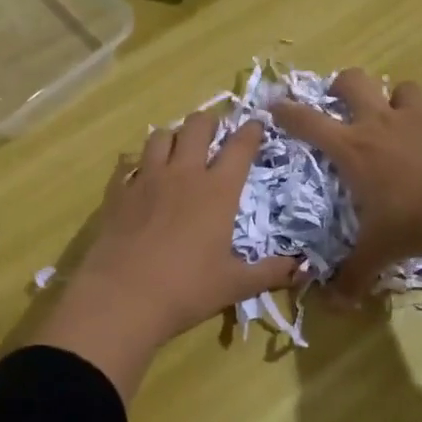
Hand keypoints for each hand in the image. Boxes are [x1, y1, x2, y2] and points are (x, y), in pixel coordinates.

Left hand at [35, 114, 297, 399]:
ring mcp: (146, 179)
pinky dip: (137, 162)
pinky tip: (140, 175)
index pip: (240, 147)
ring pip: (160, 136)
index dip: (251, 131)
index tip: (257, 125)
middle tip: (215, 133)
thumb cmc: (186, 289)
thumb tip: (303, 269)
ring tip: (178, 149)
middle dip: (209, 123)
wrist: (122, 298)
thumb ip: (270, 273)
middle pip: (197, 126)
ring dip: (173, 136)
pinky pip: (127, 162)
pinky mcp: (118, 192)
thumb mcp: (235, 285)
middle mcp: (184, 174)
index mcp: (218, 191)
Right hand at [272, 69, 421, 337]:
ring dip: (393, 98)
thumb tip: (336, 305)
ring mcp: (420, 121)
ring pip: (400, 88)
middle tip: (340, 102)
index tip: (274, 106)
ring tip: (394, 121)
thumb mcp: (380, 252)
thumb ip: (354, 275)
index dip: (286, 111)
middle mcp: (382, 125)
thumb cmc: (416, 222)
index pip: (307, 121)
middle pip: (354, 81)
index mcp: (353, 149)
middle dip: (341, 86)